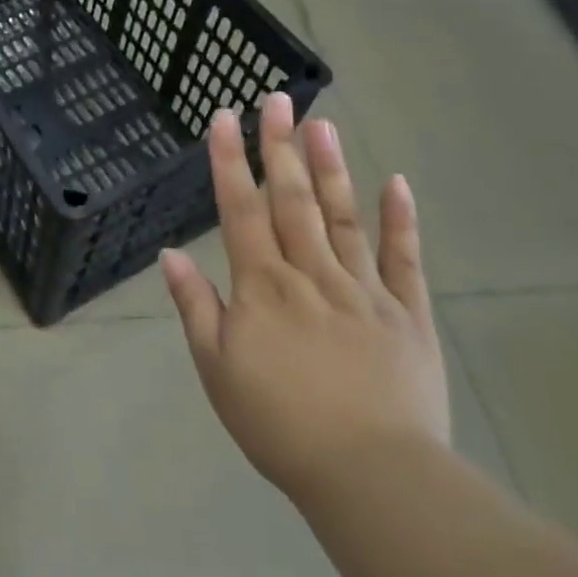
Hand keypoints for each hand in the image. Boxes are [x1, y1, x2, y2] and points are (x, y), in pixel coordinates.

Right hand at [162, 95, 448, 506]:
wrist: (372, 477)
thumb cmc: (280, 425)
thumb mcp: (217, 370)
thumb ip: (195, 307)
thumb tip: (169, 254)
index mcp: (263, 286)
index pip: (241, 210)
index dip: (231, 161)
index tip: (226, 118)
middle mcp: (311, 274)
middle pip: (292, 199)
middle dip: (280, 146)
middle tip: (277, 98)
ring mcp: (364, 289)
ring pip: (342, 216)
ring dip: (330, 167)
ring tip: (322, 122)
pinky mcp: (408, 314)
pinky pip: (404, 259)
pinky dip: (399, 219)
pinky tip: (395, 182)